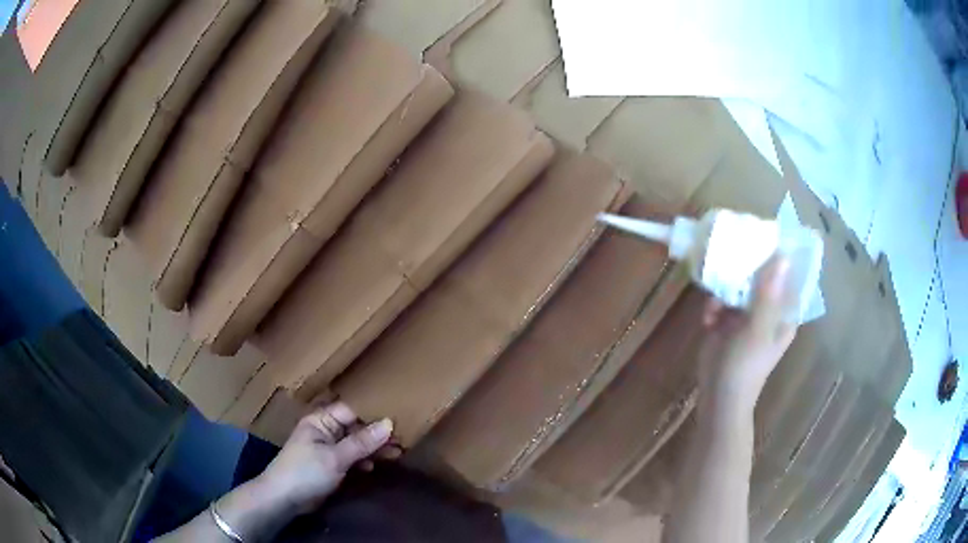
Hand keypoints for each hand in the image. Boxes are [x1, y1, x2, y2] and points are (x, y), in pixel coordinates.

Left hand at [255, 402, 394, 513]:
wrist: (284, 499)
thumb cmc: (306, 471)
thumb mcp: (335, 457)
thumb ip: (362, 442)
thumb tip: (389, 423)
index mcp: (321, 420)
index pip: (352, 410)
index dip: (374, 413)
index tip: (399, 417)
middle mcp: (325, 430)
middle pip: (356, 427)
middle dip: (377, 434)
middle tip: (403, 439)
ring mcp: (327, 448)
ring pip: (356, 443)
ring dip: (373, 449)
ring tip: (397, 453)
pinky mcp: (330, 464)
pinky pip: (351, 457)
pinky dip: (363, 461)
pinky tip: (374, 467)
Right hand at [698, 255, 797, 414]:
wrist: (717, 396)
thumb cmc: (745, 366)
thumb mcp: (758, 330)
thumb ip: (768, 295)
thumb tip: (782, 257)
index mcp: (783, 312)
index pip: (787, 277)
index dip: (780, 256)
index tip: (767, 236)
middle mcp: (767, 309)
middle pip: (760, 276)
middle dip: (746, 267)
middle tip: (733, 253)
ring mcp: (746, 315)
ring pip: (738, 286)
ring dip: (725, 289)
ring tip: (717, 302)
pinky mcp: (726, 321)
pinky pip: (720, 300)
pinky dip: (713, 306)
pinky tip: (708, 319)